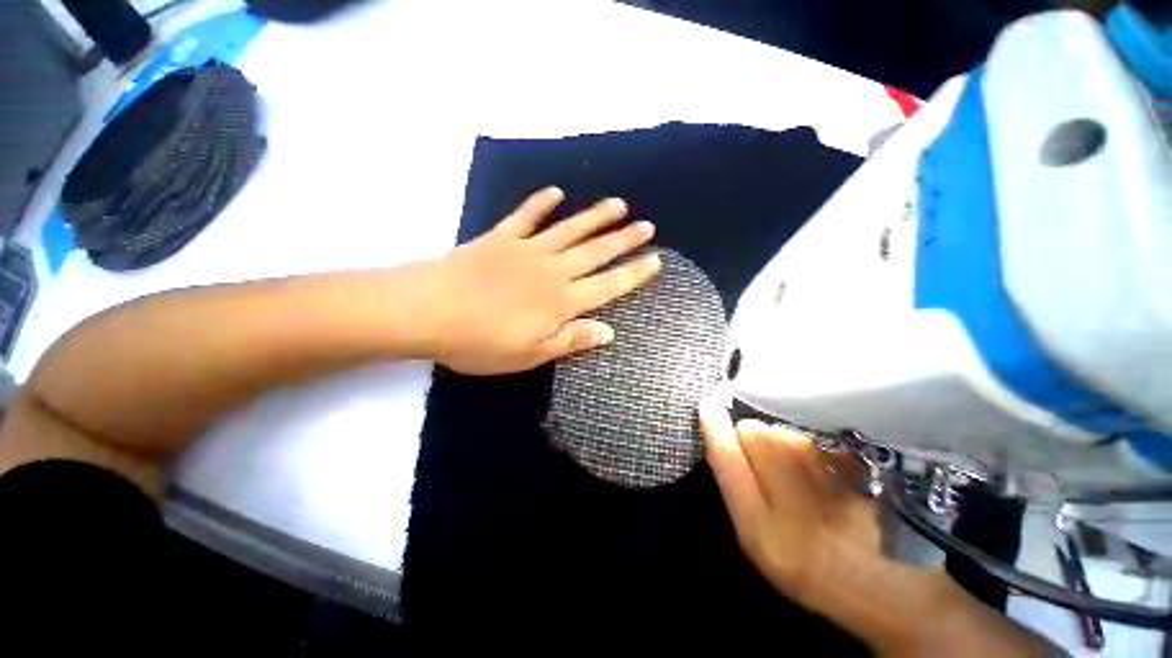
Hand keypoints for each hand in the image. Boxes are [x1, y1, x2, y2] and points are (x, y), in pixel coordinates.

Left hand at [421, 187, 660, 374]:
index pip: (608, 285)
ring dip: (595, 217)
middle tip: (647, 226)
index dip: (634, 274)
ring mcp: (527, 249)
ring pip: (569, 230)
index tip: (656, 260)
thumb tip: (609, 332)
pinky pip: (526, 216)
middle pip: (596, 252)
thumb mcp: (529, 355)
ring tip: (618, 204)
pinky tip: (556, 192)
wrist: (427, 310)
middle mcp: (552, 271)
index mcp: (560, 301)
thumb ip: (571, 340)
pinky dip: (541, 203)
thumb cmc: (479, 341)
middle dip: (624, 240)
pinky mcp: (501, 237)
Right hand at [699, 400, 1051, 656]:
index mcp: (763, 534)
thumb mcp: (763, 546)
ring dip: (782, 442)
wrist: (898, 595)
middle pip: (756, 436)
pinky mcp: (864, 474)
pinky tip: (824, 470)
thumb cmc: (816, 574)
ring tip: (801, 471)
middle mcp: (797, 508)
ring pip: (785, 434)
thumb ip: (739, 493)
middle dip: (753, 438)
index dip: (715, 430)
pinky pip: (816, 440)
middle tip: (766, 458)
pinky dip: (809, 446)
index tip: (707, 404)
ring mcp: (835, 487)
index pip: (728, 462)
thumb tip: (720, 440)